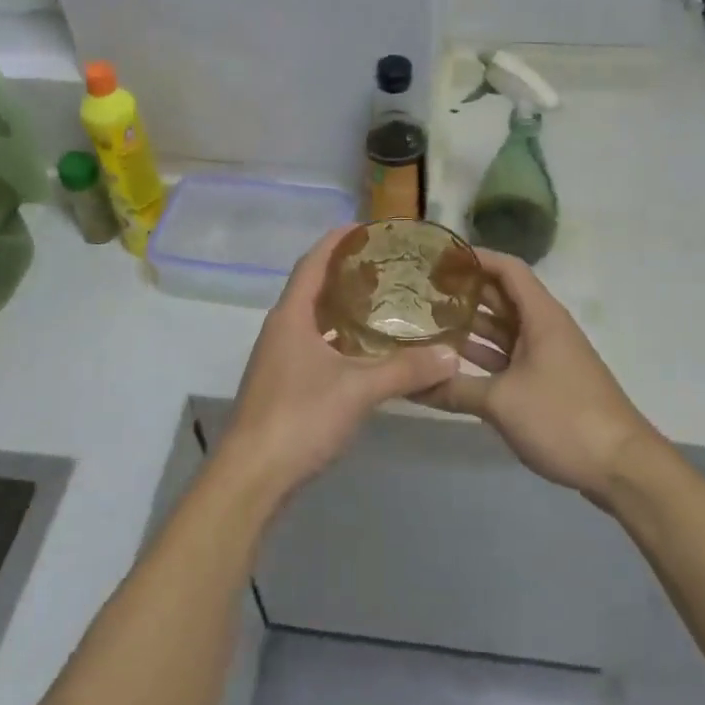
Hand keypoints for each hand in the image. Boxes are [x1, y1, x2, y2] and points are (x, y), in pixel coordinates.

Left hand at [215, 226, 458, 504]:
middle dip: (345, 272)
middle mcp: (281, 329)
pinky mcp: (283, 384)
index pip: (313, 262)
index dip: (337, 241)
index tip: (366, 227)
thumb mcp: (358, 390)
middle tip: (386, 266)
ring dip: (342, 307)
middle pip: (313, 287)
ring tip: (382, 303)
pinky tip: (365, 352)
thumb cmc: (299, 418)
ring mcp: (278, 358)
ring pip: (313, 319)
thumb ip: (406, 370)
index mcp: (291, 316)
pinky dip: (339, 338)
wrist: (252, 477)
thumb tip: (452, 355)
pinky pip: (314, 345)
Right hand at [415, 250, 657, 504]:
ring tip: (429, 323)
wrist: (622, 467)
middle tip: (422, 292)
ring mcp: (547, 356)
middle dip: (465, 292)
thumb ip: (454, 388)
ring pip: (504, 330)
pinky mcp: (548, 382)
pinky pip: (509, 357)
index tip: (439, 259)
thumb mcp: (501, 402)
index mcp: (541, 317)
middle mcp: (544, 328)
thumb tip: (408, 384)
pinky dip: (483, 356)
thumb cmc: (563, 418)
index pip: (507, 268)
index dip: (475, 258)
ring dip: (471, 326)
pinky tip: (454, 363)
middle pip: (502, 297)